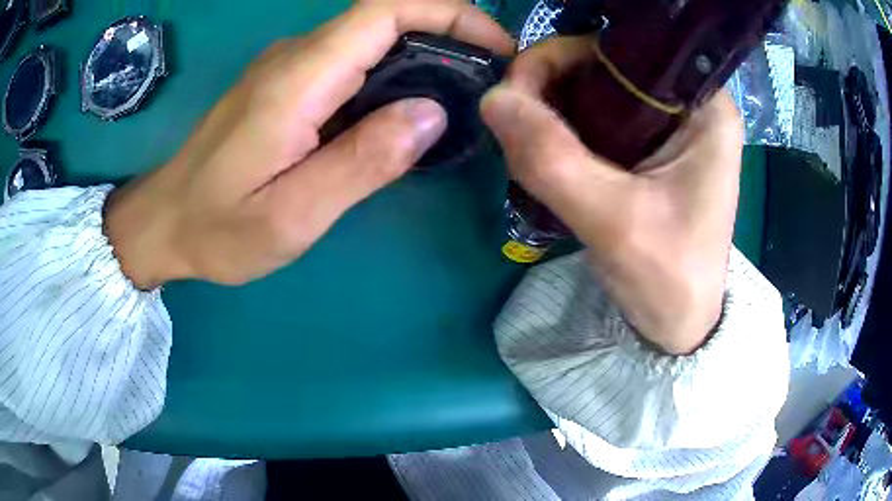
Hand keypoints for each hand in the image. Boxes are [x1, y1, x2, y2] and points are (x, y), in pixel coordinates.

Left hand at [105, 0, 513, 288]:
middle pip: (384, 16)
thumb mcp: (291, 214)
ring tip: (460, 97)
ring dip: (424, 52)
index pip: (384, 10)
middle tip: (489, 79)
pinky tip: (404, 110)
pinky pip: (350, 60)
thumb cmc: (219, 228)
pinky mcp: (284, 84)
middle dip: (448, 31)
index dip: (449, 12)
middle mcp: (295, 57)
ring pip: (370, 37)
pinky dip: (392, 71)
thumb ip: (361, 162)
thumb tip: (431, 114)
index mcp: (298, 79)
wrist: (166, 222)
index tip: (495, 45)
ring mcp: (287, 67)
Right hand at [481, 37, 743, 354]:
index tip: (520, 89)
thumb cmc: (669, 279)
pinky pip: (594, 117)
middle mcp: (688, 102)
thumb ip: (553, 159)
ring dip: (550, 109)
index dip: (564, 56)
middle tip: (515, 121)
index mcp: (704, 105)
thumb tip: (491, 97)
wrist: (679, 324)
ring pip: (593, 89)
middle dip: (551, 85)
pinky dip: (561, 128)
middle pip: (604, 64)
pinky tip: (543, 152)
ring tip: (525, 143)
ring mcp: (667, 123)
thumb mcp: (614, 222)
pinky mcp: (649, 146)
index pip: (625, 49)